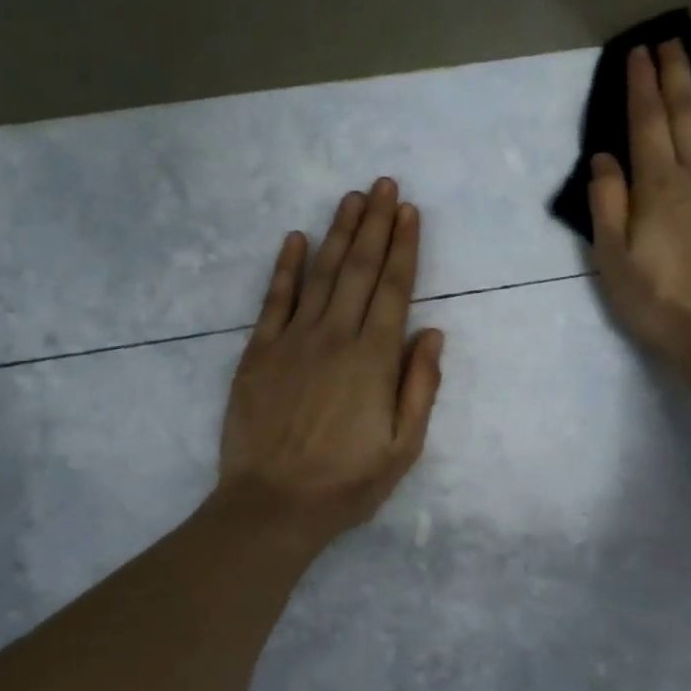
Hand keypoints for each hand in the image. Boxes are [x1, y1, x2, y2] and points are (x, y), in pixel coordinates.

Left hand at [217, 178, 443, 543]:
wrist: (272, 504)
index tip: (409, 211)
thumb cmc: (346, 482)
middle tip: (383, 185)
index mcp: (374, 358)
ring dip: (338, 233)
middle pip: (359, 269)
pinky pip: (275, 299)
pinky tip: (296, 239)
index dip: (404, 247)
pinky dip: (286, 267)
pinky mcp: (259, 351)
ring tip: (351, 198)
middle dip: (374, 224)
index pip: (394, 288)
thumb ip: (420, 385)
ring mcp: (293, 340)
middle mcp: (335, 336)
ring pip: (321, 274)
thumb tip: (431, 332)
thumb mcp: (404, 447)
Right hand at [589, 39, 690, 366]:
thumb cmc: (660, 302)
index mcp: (659, 187)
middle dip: (678, 73)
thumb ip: (608, 204)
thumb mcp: (613, 260)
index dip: (643, 85)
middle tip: (675, 37)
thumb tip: (603, 157)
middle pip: (688, 114)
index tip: (640, 52)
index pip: (647, 124)